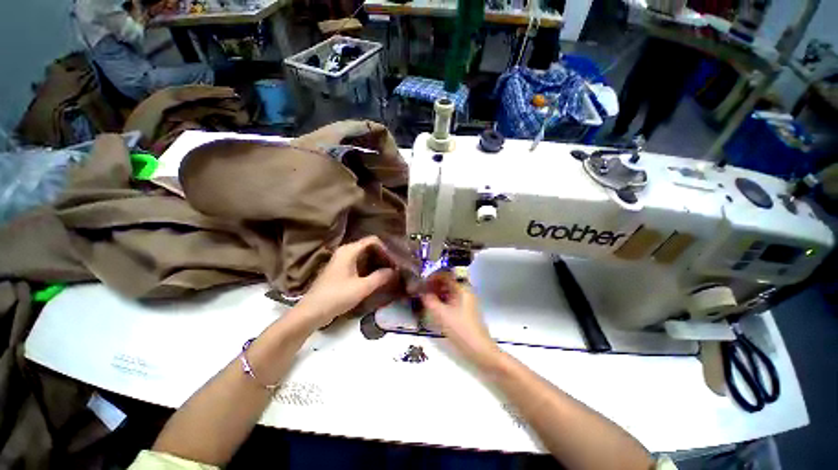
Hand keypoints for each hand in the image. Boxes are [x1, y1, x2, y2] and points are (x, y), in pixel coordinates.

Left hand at [295, 236, 396, 328]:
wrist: (311, 312)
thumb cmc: (337, 296)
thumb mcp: (362, 287)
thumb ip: (380, 277)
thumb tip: (394, 271)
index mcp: (349, 250)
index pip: (373, 240)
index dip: (385, 249)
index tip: (394, 262)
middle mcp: (345, 251)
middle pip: (369, 247)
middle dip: (382, 256)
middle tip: (394, 269)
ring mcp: (342, 260)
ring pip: (365, 256)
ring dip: (377, 263)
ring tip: (388, 274)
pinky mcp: (341, 270)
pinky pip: (359, 263)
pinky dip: (369, 268)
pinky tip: (377, 278)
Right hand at [421, 273, 501, 369]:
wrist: (479, 349)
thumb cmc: (460, 329)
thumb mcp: (441, 314)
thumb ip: (429, 300)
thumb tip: (421, 291)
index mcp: (462, 288)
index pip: (445, 275)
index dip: (432, 277)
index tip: (421, 282)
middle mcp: (465, 291)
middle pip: (447, 282)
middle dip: (434, 285)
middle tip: (422, 290)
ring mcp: (467, 300)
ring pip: (449, 291)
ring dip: (437, 292)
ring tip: (426, 298)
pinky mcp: (466, 310)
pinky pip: (452, 299)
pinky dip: (443, 300)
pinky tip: (435, 306)